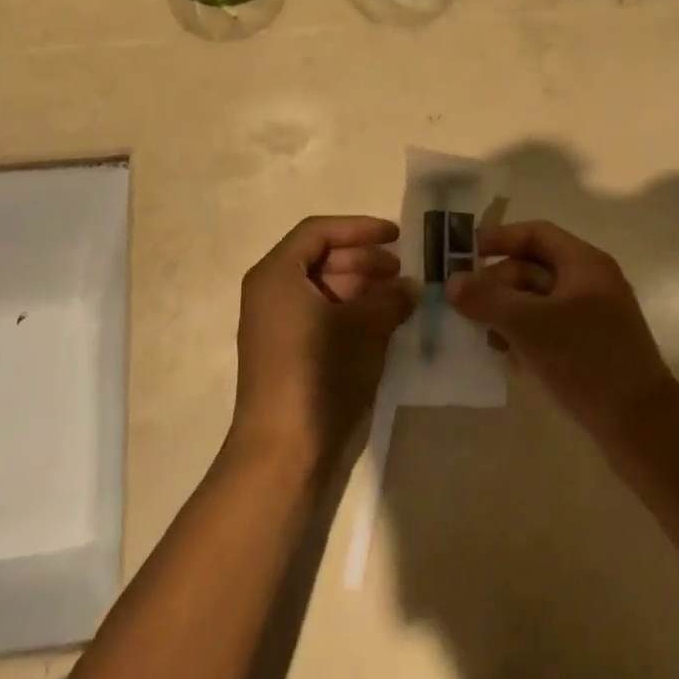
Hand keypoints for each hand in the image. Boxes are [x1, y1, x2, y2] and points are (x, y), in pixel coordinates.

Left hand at [232, 216, 414, 462]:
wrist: (282, 450)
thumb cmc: (320, 373)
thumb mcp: (365, 328)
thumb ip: (391, 298)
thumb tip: (410, 286)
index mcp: (277, 273)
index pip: (319, 231)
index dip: (360, 228)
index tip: (397, 236)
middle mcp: (269, 291)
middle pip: (318, 257)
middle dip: (362, 259)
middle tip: (400, 270)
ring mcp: (273, 323)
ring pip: (320, 287)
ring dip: (359, 287)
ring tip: (397, 297)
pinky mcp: (283, 351)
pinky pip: (317, 313)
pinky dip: (347, 311)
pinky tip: (379, 323)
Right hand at [448, 221, 675, 437]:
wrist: (642, 426)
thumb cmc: (586, 360)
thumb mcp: (530, 324)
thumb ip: (487, 299)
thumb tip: (452, 283)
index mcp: (584, 264)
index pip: (535, 234)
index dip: (499, 238)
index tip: (463, 254)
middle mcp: (590, 282)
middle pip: (533, 268)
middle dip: (497, 284)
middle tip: (465, 305)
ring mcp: (592, 316)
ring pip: (537, 300)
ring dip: (506, 312)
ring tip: (484, 336)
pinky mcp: (590, 347)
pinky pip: (548, 327)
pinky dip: (524, 333)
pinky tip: (507, 355)